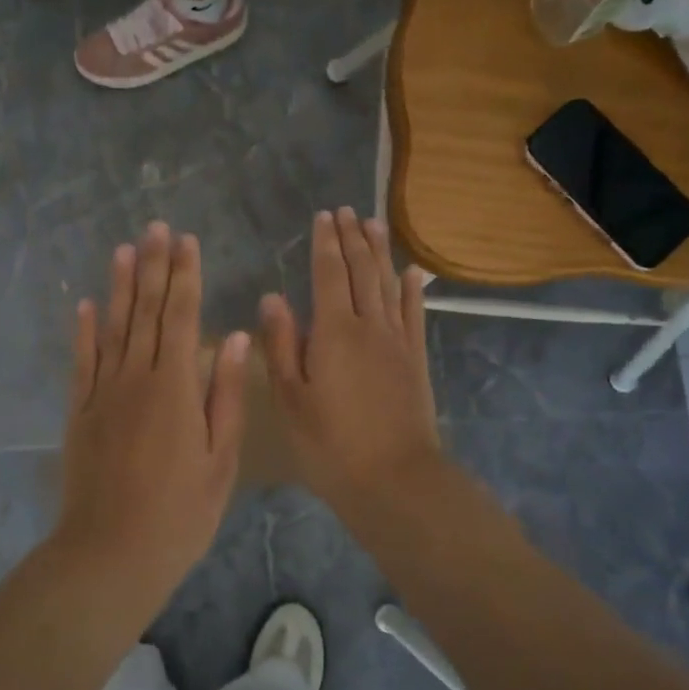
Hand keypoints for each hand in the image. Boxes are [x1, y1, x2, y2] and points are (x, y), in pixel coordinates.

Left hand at [56, 223, 248, 593]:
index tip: (187, 241)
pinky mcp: (79, 411)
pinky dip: (83, 330)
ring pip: (112, 327)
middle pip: (145, 311)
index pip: (180, 316)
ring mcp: (102, 392)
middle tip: (156, 227)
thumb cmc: (180, 512)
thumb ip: (225, 394)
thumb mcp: (220, 458)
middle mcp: (135, 377)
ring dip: (118, 285)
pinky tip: (84, 304)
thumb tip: (233, 337)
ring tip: (124, 248)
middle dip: (153, 266)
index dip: (185, 275)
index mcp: (175, 386)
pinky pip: (81, 360)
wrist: (111, 551)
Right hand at [259, 209, 441, 517]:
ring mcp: (397, 341)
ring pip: (388, 285)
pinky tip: (412, 273)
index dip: (326, 243)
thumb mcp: (290, 398)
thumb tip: (272, 296)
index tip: (324, 216)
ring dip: (380, 252)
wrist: (394, 479)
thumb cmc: (330, 443)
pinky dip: (412, 290)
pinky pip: (414, 314)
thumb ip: (281, 344)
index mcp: (334, 331)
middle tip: (348, 211)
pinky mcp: (416, 360)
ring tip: (375, 224)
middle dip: (353, 238)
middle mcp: (369, 325)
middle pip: (362, 271)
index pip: (329, 274)